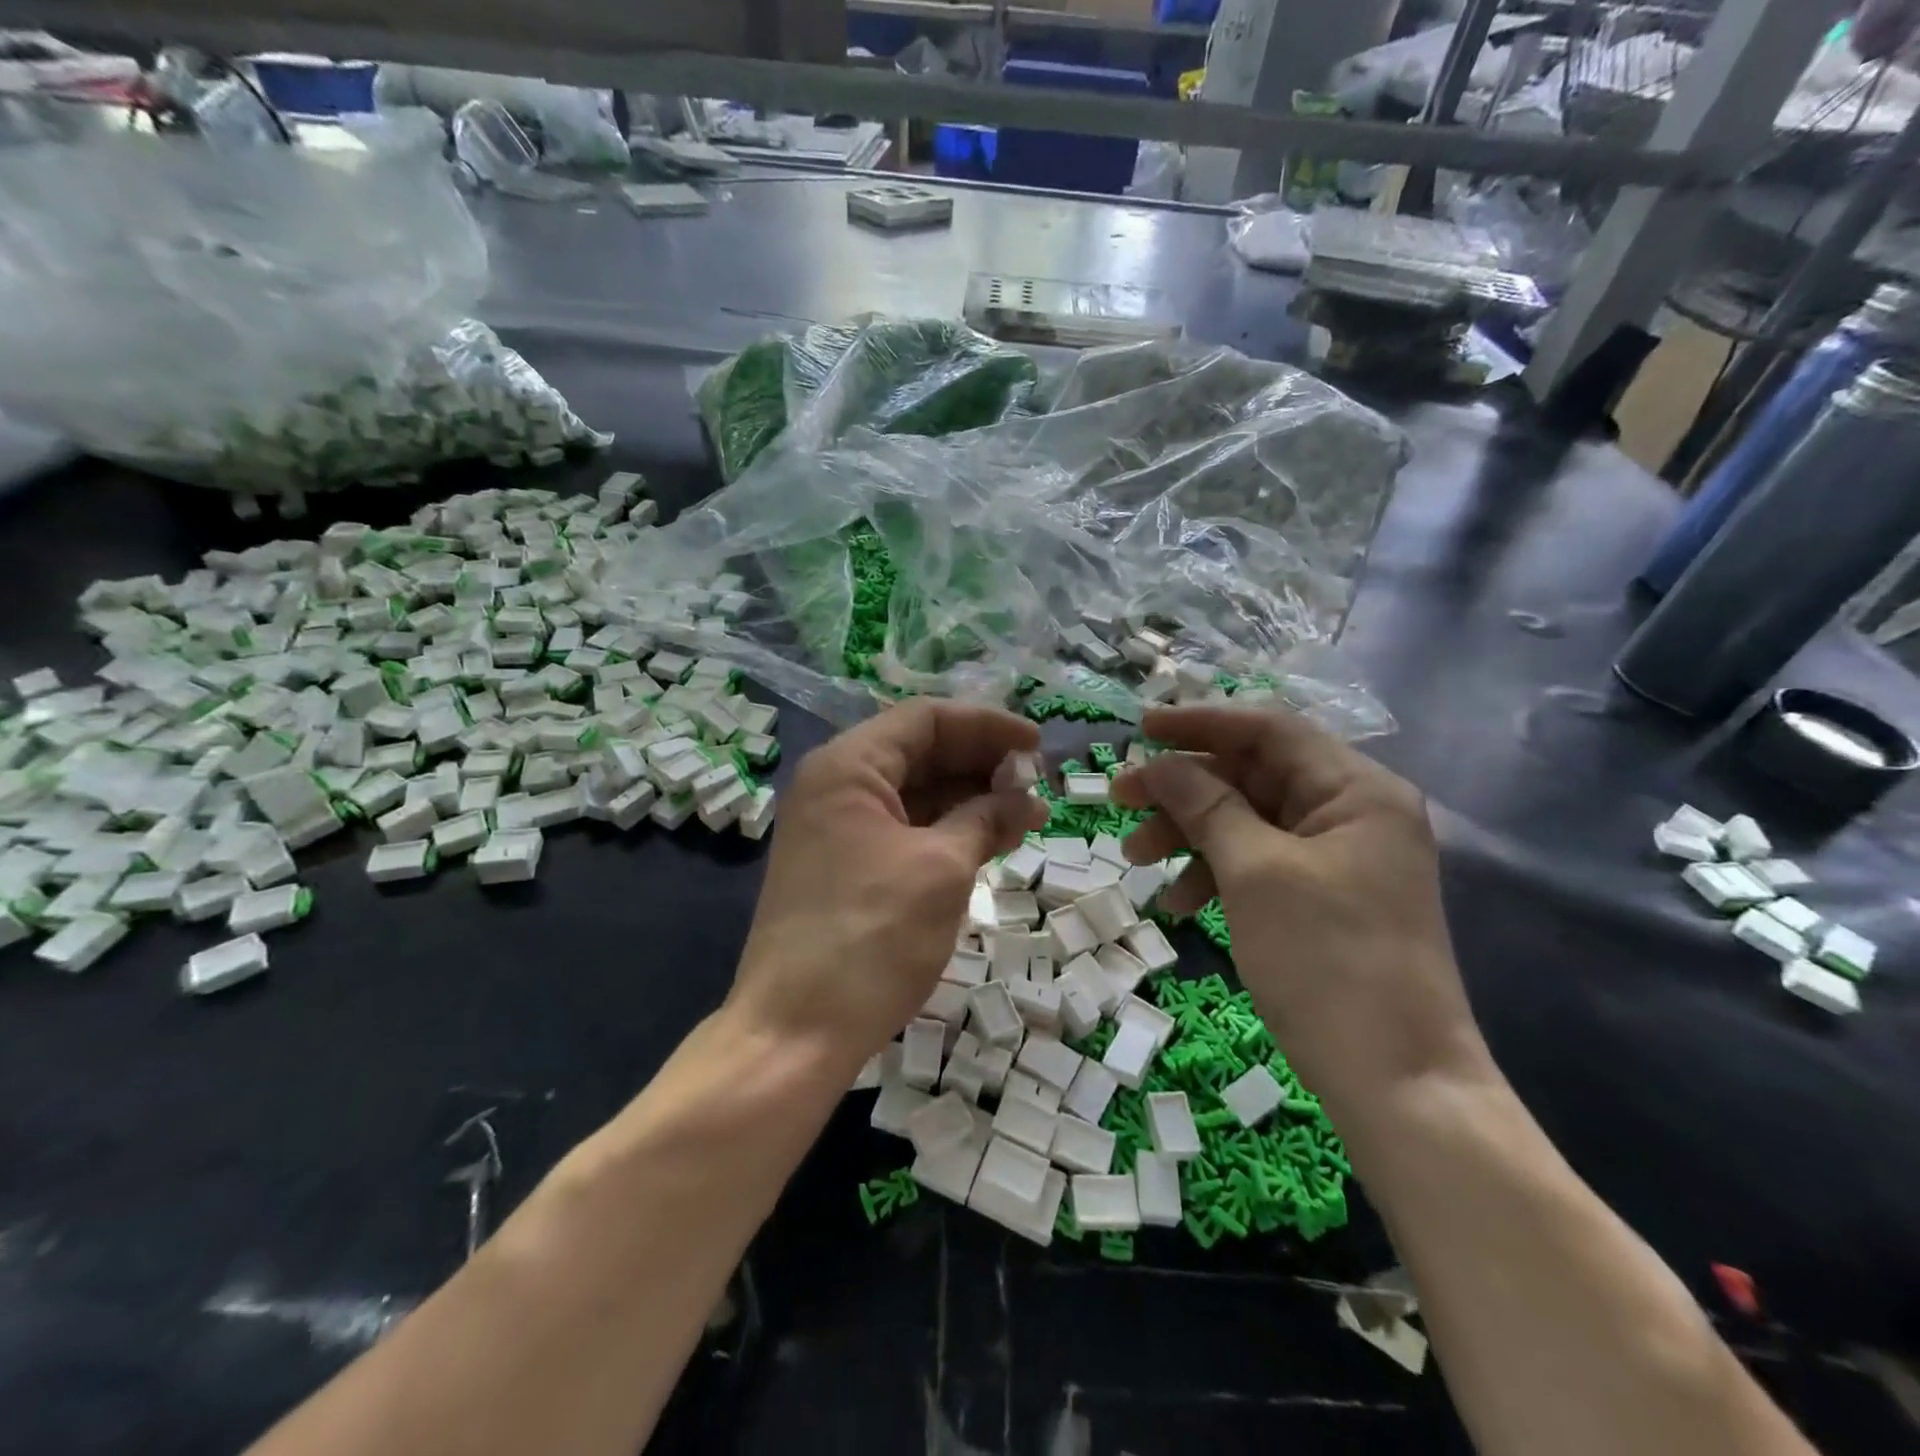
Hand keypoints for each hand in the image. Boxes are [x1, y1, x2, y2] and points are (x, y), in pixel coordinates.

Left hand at [730, 700, 1047, 1068]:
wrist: (795, 1032)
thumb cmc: (871, 937)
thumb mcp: (942, 869)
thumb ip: (985, 819)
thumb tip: (1023, 799)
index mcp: (848, 767)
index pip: (925, 720)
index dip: (987, 726)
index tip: (1037, 746)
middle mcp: (836, 786)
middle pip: (919, 753)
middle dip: (981, 764)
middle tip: (1037, 785)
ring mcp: (837, 829)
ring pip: (914, 794)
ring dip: (970, 799)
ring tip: (1026, 816)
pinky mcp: (845, 867)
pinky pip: (904, 830)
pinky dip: (947, 831)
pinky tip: (989, 841)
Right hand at [1111, 705, 1490, 1121]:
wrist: (1398, 1086)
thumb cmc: (1328, 962)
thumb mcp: (1255, 872)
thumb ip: (1205, 805)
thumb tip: (1159, 763)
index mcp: (1356, 789)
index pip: (1268, 729)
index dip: (1199, 724)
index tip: (1138, 729)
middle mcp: (1353, 811)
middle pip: (1253, 775)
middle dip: (1184, 789)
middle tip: (1121, 801)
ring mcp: (1340, 858)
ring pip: (1249, 821)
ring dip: (1190, 834)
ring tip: (1137, 860)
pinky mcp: (1325, 897)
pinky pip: (1259, 863)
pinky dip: (1215, 873)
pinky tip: (1178, 903)